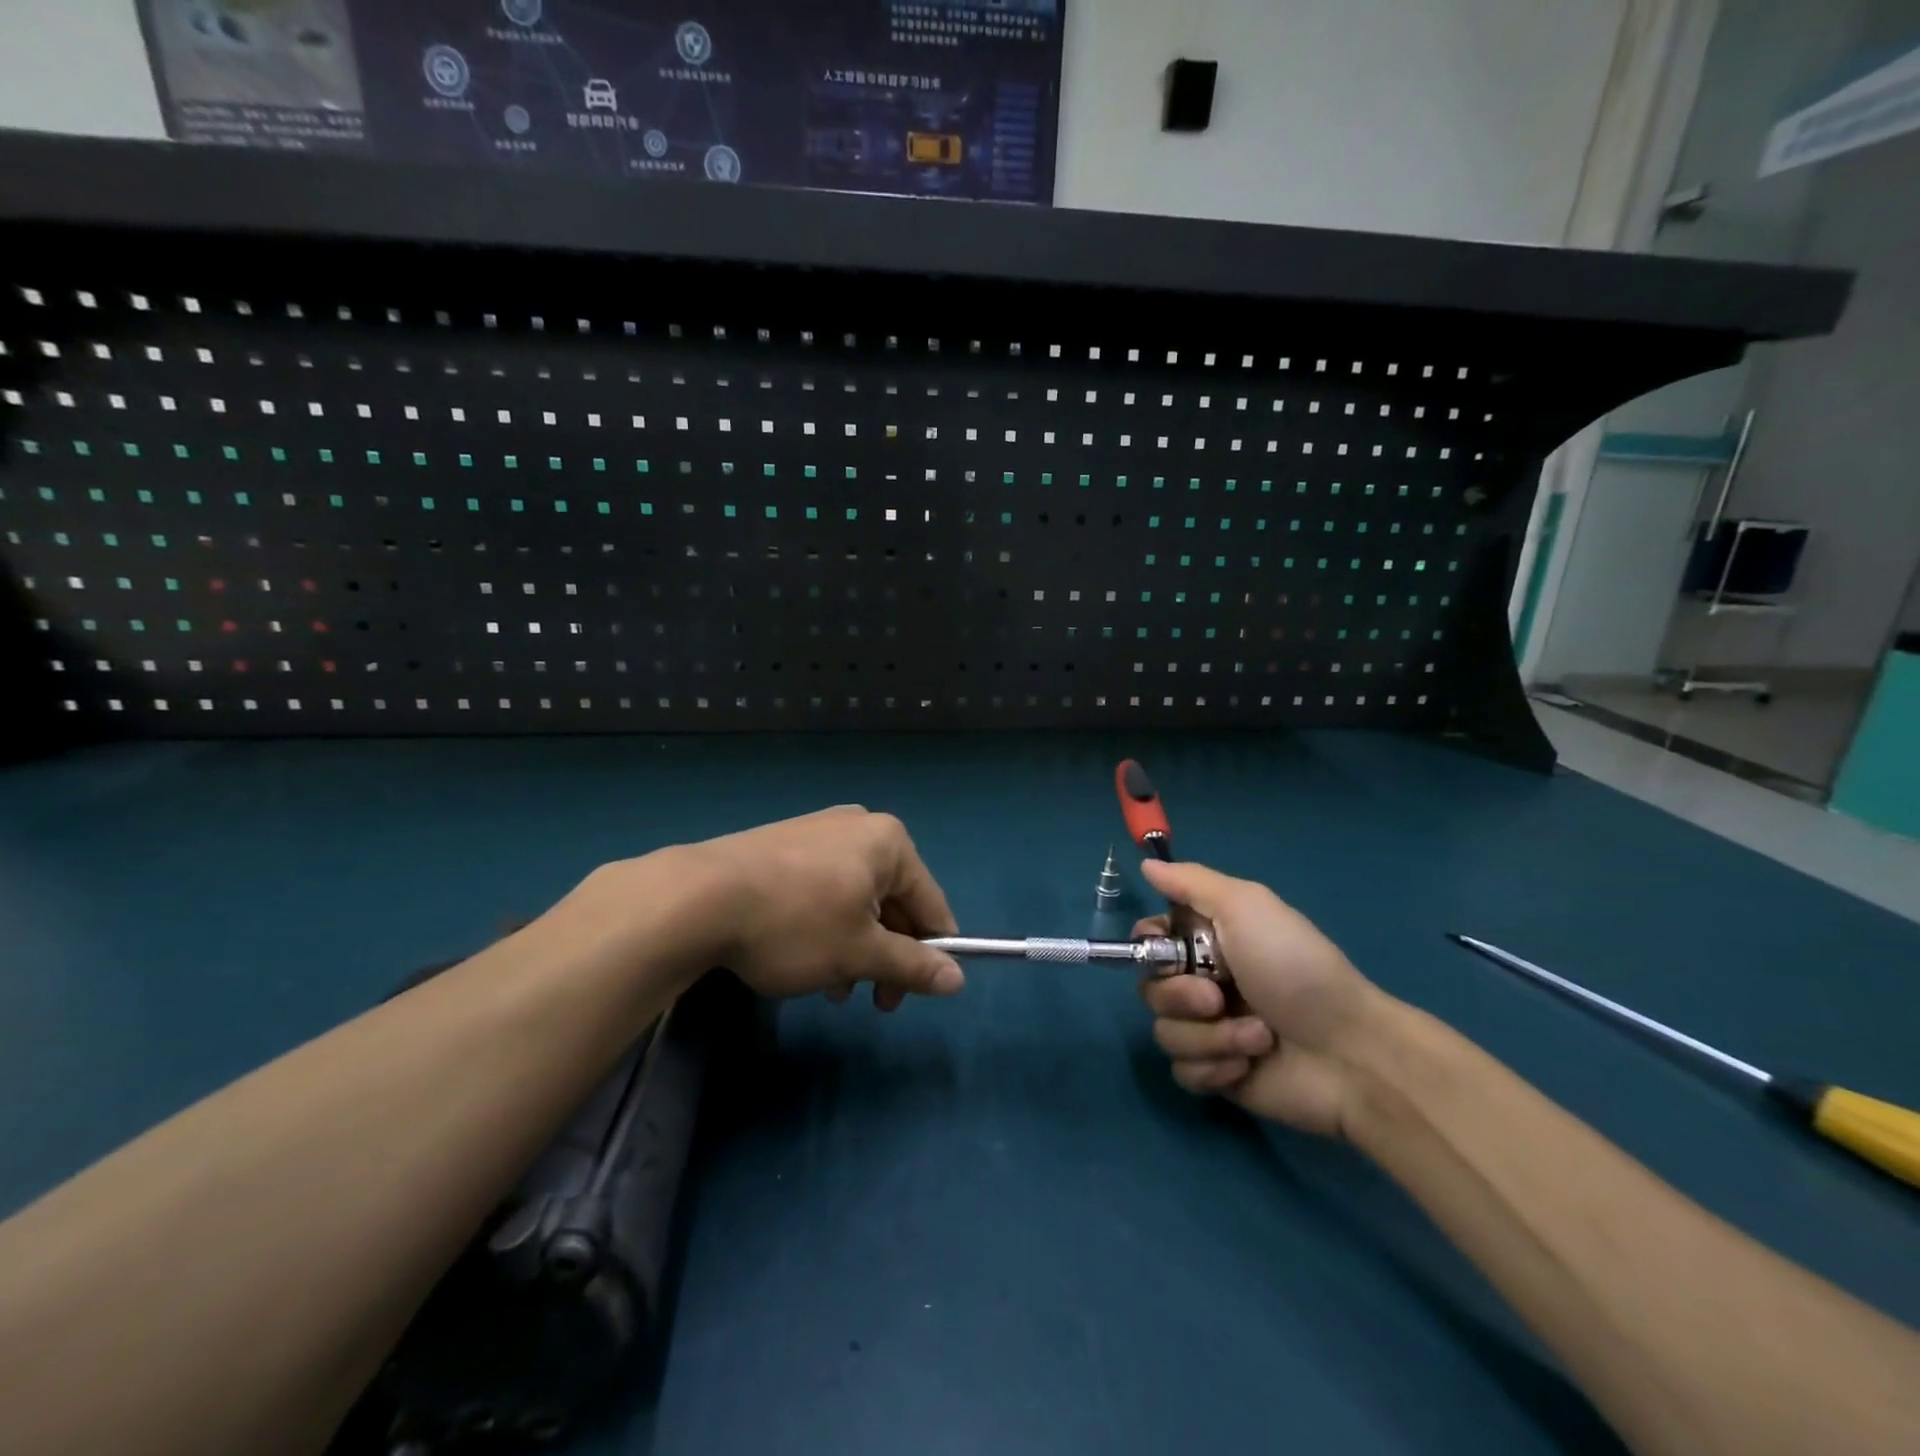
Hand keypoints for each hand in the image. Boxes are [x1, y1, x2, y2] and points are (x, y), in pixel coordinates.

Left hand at [671, 806, 965, 1009]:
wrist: (697, 898)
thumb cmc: (795, 923)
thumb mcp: (860, 953)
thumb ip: (913, 965)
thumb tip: (958, 980)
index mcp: (889, 842)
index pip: (931, 903)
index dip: (931, 952)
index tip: (917, 993)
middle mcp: (858, 826)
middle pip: (893, 900)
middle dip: (884, 954)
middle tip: (871, 999)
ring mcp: (817, 831)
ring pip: (855, 899)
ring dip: (853, 946)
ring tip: (830, 987)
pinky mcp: (782, 844)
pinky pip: (822, 888)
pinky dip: (824, 925)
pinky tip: (802, 958)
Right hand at [1136, 859, 1384, 1137]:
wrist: (1348, 1052)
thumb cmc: (1295, 968)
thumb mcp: (1246, 906)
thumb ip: (1191, 882)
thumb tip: (1146, 864)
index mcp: (1208, 942)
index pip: (1149, 939)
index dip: (1148, 946)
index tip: (1166, 949)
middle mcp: (1203, 983)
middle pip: (1150, 988)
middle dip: (1180, 996)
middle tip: (1217, 999)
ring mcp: (1209, 1032)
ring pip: (1165, 1032)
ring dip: (1209, 1036)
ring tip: (1256, 1037)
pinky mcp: (1217, 1075)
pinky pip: (1183, 1072)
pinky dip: (1214, 1068)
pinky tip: (1248, 1066)